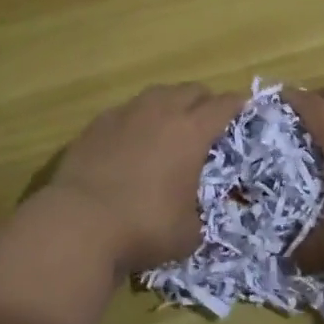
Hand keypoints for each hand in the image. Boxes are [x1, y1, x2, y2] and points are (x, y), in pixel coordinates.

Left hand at [49, 84, 241, 277]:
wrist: (79, 224)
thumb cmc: (144, 227)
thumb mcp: (188, 233)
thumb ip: (197, 215)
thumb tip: (192, 216)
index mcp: (191, 132)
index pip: (223, 105)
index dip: (237, 105)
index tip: (244, 108)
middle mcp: (160, 112)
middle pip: (190, 90)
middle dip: (204, 101)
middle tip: (208, 120)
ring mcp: (124, 114)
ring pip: (156, 94)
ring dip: (170, 104)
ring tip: (170, 125)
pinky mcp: (95, 125)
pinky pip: (125, 111)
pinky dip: (137, 120)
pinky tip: (133, 140)